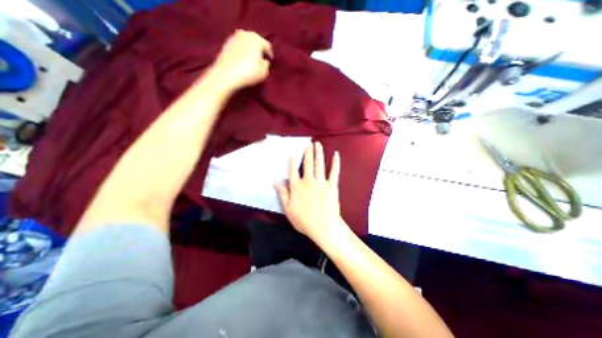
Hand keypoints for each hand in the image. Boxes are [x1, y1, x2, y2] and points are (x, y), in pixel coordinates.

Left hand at [208, 29, 270, 90]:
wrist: (226, 75)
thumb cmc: (249, 72)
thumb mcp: (264, 71)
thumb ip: (266, 64)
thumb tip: (264, 61)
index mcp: (257, 39)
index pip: (267, 45)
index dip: (270, 54)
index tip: (270, 62)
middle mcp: (245, 34)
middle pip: (256, 41)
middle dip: (259, 50)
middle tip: (261, 60)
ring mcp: (233, 38)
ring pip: (246, 43)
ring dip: (250, 51)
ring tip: (251, 61)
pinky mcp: (225, 45)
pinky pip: (238, 48)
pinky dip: (241, 53)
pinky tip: (242, 62)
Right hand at [276, 143, 342, 242]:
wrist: (323, 226)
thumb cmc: (304, 220)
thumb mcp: (288, 209)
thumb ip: (282, 194)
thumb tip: (276, 181)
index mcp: (297, 187)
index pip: (293, 171)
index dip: (292, 161)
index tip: (293, 152)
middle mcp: (308, 181)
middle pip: (307, 164)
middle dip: (308, 153)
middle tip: (309, 143)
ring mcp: (321, 182)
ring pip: (319, 164)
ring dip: (319, 153)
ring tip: (318, 144)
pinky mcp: (332, 185)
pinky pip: (334, 172)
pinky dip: (336, 163)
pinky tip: (336, 154)